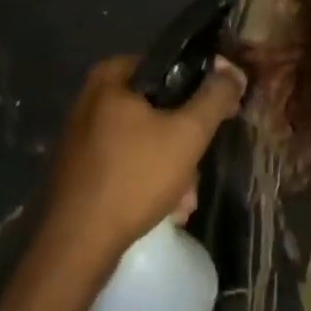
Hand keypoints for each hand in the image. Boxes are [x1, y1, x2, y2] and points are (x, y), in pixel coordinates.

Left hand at [43, 55, 245, 262]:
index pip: (167, 66)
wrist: (77, 245)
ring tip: (185, 200)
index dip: (199, 87)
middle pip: (157, 108)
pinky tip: (165, 208)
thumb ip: (215, 97)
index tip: (219, 114)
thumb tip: (233, 70)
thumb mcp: (187, 133)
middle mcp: (90, 99)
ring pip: (144, 140)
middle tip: (198, 168)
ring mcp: (82, 136)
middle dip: (183, 142)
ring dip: (171, 168)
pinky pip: (125, 162)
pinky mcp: (80, 169)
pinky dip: (147, 180)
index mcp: (110, 78)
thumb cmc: (135, 177)